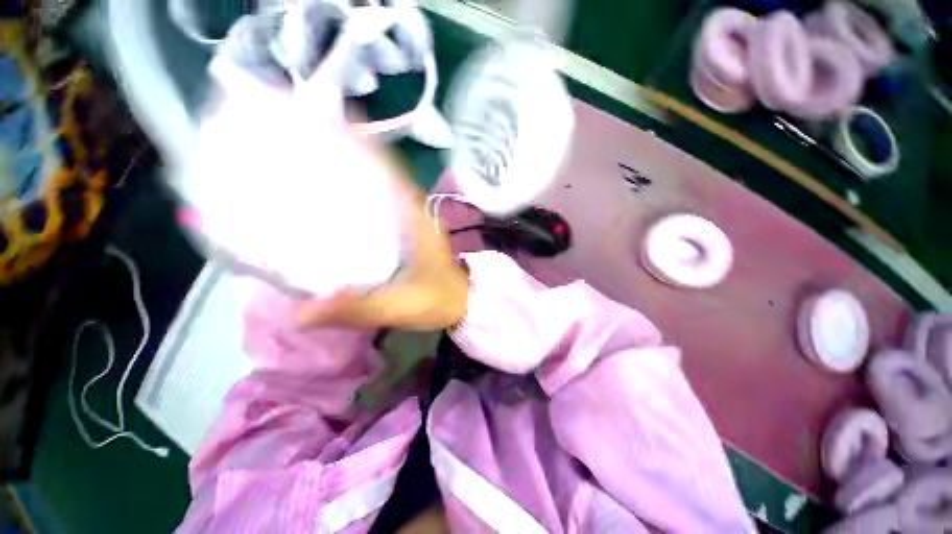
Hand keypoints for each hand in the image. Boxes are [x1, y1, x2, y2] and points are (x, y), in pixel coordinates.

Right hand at [297, 151, 468, 330]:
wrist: (462, 305)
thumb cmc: (438, 301)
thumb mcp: (400, 307)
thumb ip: (357, 309)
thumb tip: (299, 312)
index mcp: (413, 218)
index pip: (386, 168)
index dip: (358, 143)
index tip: (322, 122)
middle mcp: (411, 212)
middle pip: (376, 174)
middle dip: (341, 157)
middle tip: (298, 147)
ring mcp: (410, 222)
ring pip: (377, 191)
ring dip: (348, 178)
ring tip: (304, 169)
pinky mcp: (406, 235)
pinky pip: (379, 211)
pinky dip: (357, 204)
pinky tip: (330, 210)